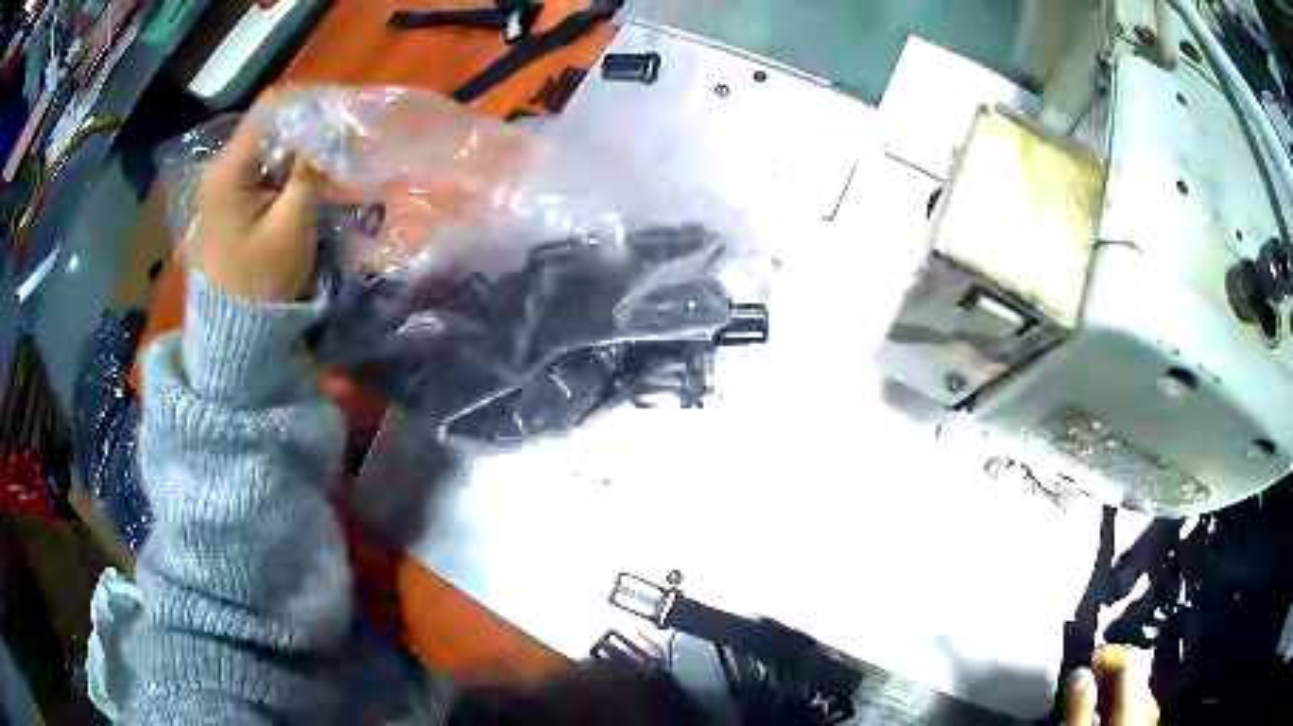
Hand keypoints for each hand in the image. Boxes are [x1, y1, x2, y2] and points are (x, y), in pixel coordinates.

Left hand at [191, 108, 324, 301]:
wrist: (232, 328)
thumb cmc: (260, 278)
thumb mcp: (292, 223)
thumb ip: (309, 169)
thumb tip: (328, 126)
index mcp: (230, 168)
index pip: (271, 109)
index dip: (307, 105)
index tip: (337, 115)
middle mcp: (220, 166)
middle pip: (268, 125)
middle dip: (304, 128)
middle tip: (336, 142)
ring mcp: (221, 182)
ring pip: (266, 145)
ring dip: (295, 150)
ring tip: (324, 163)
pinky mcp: (227, 198)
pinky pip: (259, 167)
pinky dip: (283, 168)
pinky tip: (302, 182)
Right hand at [1065, 645, 1159, 724]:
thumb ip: (1081, 708)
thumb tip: (1079, 674)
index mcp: (1137, 703)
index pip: (1131, 658)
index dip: (1106, 653)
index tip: (1082, 662)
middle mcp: (1150, 704)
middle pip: (1133, 674)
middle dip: (1104, 676)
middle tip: (1076, 688)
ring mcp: (1150, 717)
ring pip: (1133, 693)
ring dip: (1108, 694)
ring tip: (1084, 708)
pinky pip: (1134, 708)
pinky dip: (1115, 709)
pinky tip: (1099, 722)